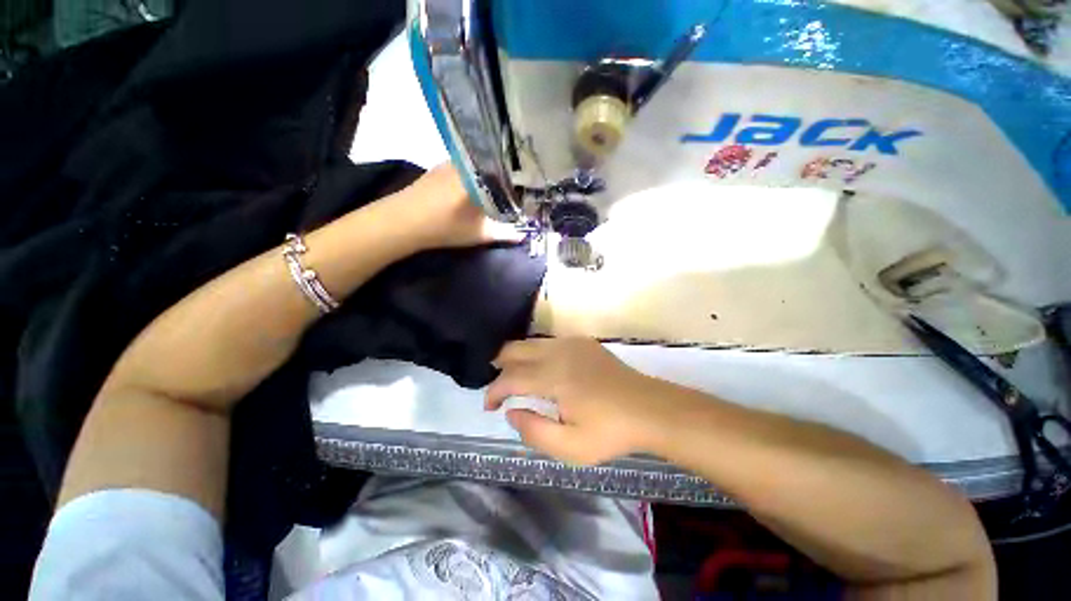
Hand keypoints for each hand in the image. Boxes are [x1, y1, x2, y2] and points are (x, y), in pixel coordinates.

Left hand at [397, 163, 523, 249]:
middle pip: (496, 166)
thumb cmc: (446, 228)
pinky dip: (476, 173)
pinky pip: (467, 165)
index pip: (511, 174)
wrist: (405, 220)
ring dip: (491, 175)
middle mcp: (471, 163)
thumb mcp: (480, 234)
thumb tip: (522, 236)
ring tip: (499, 188)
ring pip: (481, 165)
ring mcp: (455, 161)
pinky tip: (476, 185)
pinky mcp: (442, 164)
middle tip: (516, 191)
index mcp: (483, 178)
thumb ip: (505, 234)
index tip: (529, 192)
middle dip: (507, 178)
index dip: (522, 183)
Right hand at [485, 337, 673, 464]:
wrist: (649, 409)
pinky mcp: (583, 343)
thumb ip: (534, 431)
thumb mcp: (570, 447)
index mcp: (554, 377)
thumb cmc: (611, 432)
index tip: (489, 406)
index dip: (494, 391)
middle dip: (500, 364)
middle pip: (516, 349)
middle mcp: (559, 352)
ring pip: (532, 343)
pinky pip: (549, 342)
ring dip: (518, 358)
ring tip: (514, 378)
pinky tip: (541, 369)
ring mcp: (573, 343)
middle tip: (497, 385)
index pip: (511, 378)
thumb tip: (511, 412)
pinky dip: (536, 353)